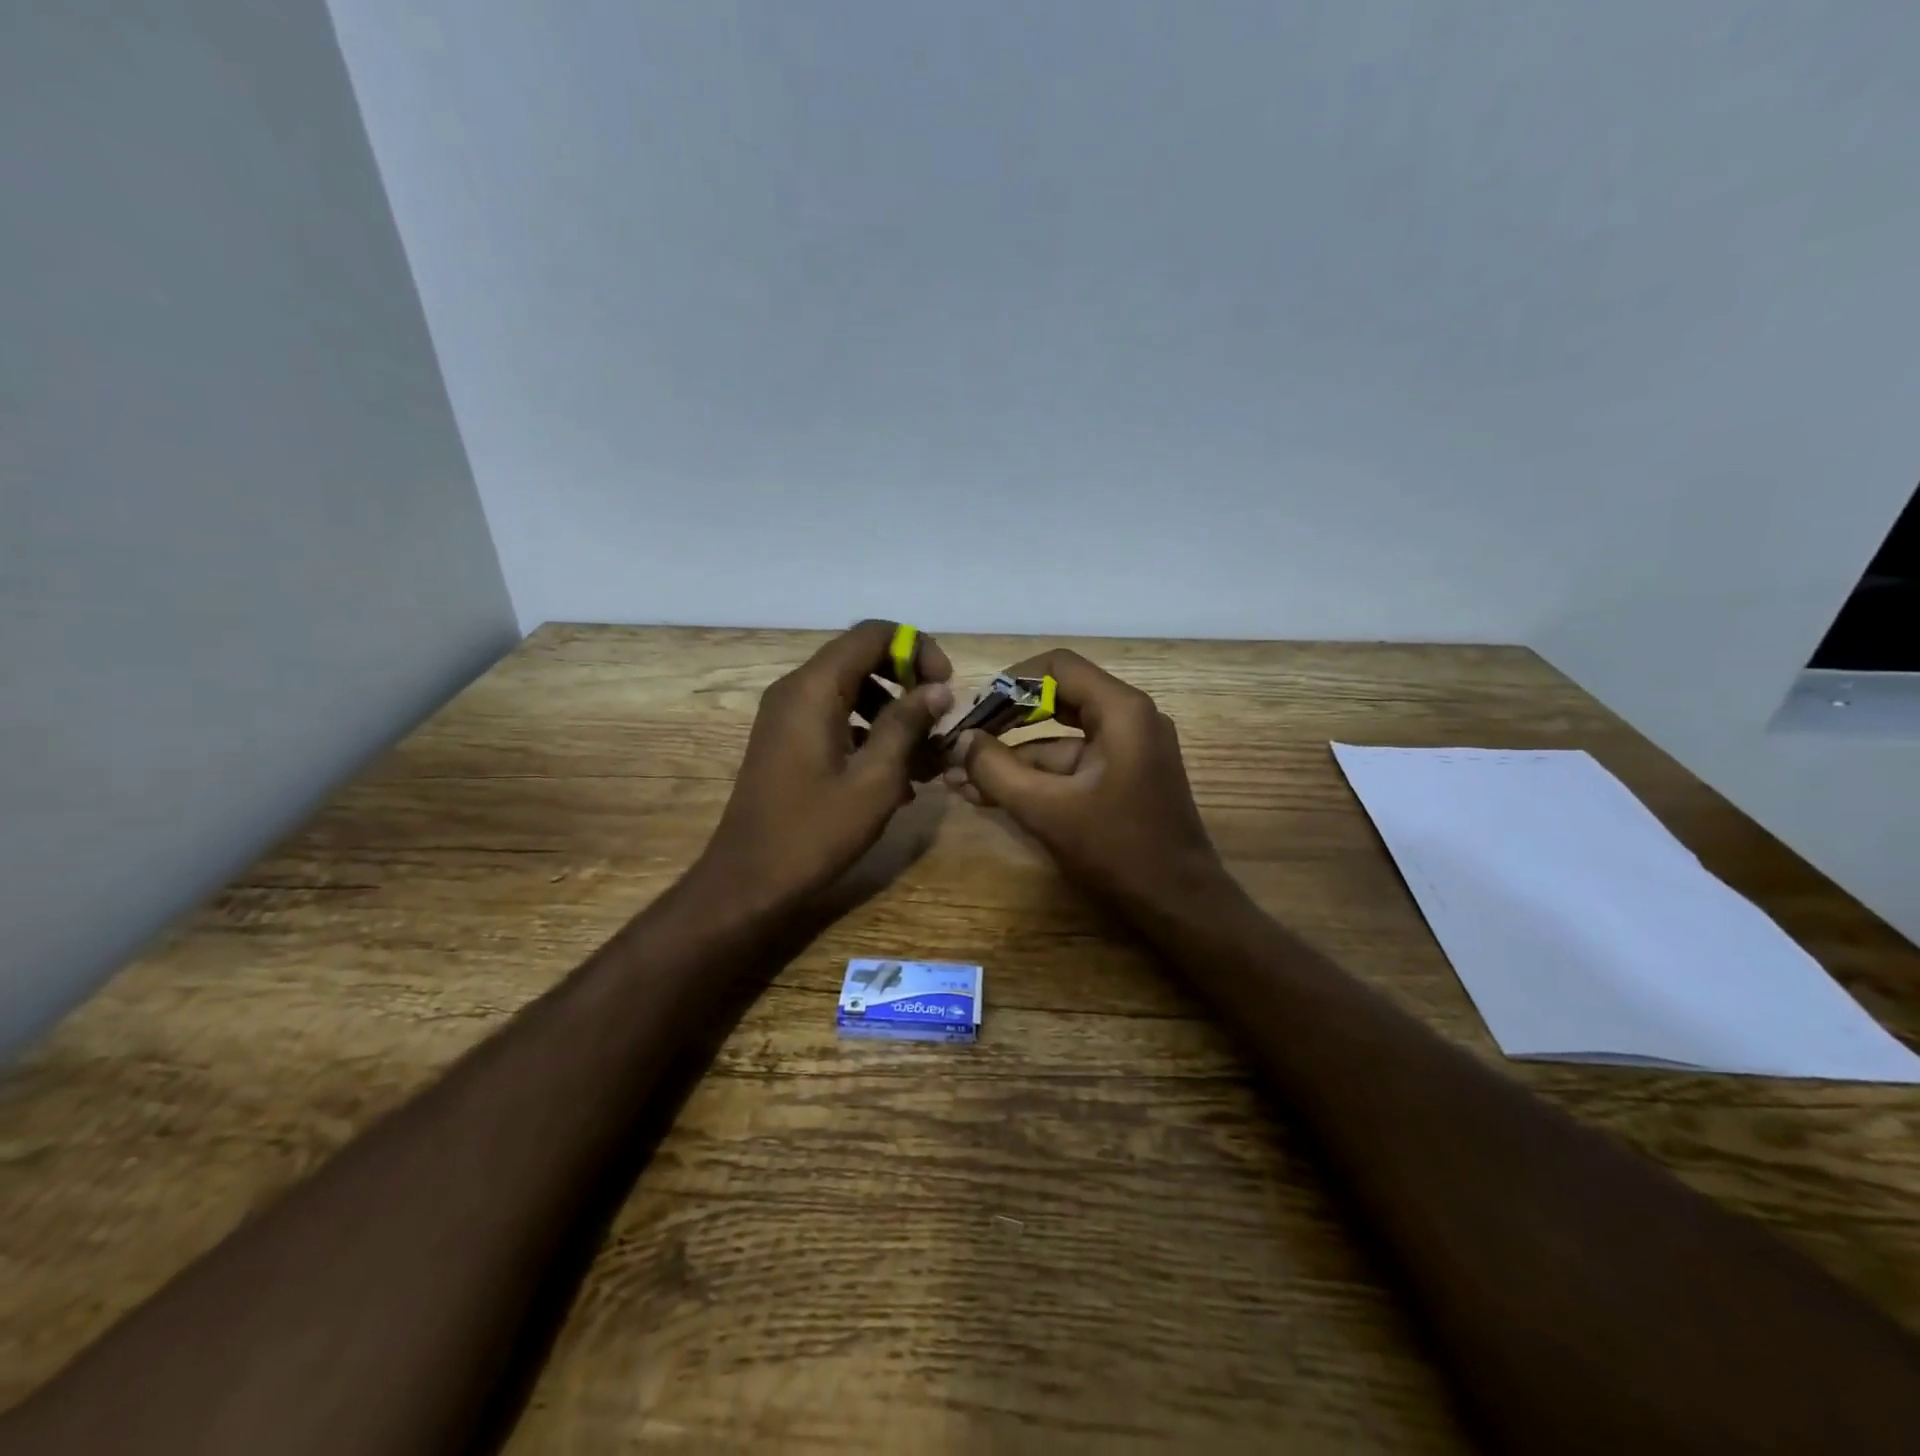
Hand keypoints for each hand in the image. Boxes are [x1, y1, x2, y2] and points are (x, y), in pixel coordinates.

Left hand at [698, 621, 953, 911]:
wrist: (747, 882)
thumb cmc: (814, 832)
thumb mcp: (874, 780)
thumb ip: (906, 725)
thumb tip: (937, 689)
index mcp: (813, 689)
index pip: (872, 634)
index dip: (916, 649)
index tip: (944, 689)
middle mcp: (796, 690)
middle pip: (862, 659)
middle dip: (908, 684)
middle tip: (938, 722)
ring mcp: (787, 717)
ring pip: (852, 691)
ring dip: (893, 715)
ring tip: (924, 759)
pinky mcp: (788, 742)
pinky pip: (836, 719)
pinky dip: (869, 735)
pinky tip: (896, 780)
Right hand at [943, 650, 1229, 912]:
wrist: (1180, 907)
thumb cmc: (1118, 851)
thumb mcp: (1046, 809)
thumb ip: (995, 769)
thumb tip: (958, 741)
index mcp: (1122, 711)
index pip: (1057, 667)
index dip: (1009, 681)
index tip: (973, 707)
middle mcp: (1129, 719)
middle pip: (1056, 698)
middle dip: (1005, 720)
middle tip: (962, 739)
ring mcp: (1127, 750)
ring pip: (1058, 739)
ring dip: (1012, 757)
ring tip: (961, 778)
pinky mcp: (1121, 779)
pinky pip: (1070, 765)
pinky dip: (1034, 778)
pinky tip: (990, 795)